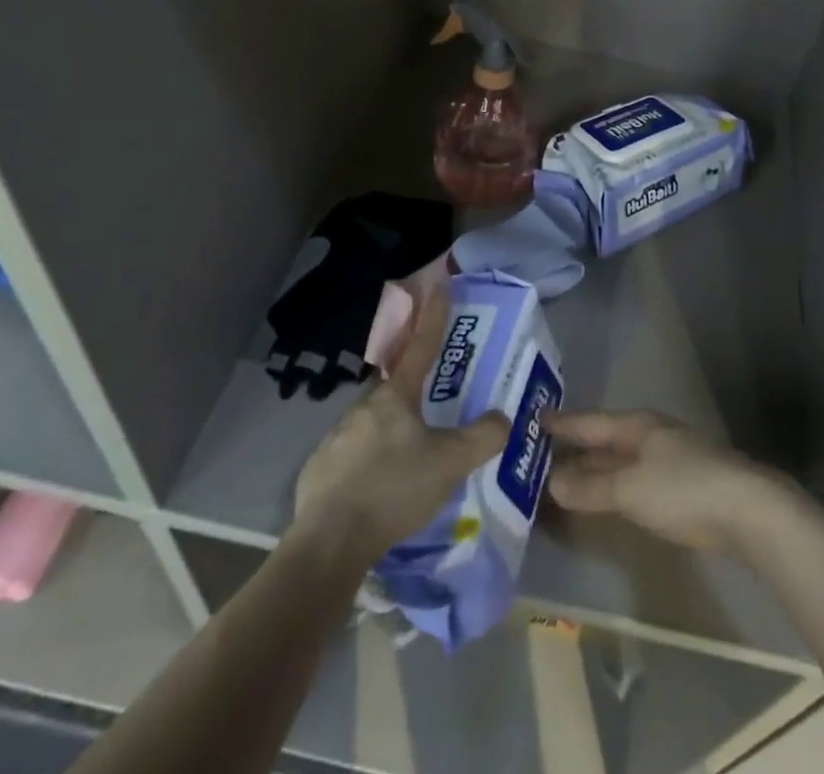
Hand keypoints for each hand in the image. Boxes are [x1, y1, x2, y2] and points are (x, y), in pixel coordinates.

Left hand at [295, 280, 509, 561]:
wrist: (329, 542)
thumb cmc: (394, 489)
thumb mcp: (451, 463)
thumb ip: (483, 437)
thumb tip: (504, 417)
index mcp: (395, 398)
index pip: (421, 346)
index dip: (433, 315)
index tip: (438, 283)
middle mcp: (363, 408)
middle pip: (394, 389)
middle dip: (411, 391)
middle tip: (430, 409)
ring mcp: (336, 439)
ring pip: (371, 425)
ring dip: (390, 433)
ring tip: (406, 463)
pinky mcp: (319, 471)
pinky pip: (351, 457)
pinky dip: (367, 464)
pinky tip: (376, 488)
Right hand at [544, 409, 787, 554]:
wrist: (748, 509)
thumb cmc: (683, 489)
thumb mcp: (630, 489)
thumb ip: (592, 487)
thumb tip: (553, 483)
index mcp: (637, 426)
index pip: (590, 421)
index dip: (563, 422)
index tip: (535, 419)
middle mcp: (651, 434)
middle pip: (606, 439)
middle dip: (576, 446)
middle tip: (541, 452)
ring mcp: (669, 458)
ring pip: (621, 459)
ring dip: (595, 468)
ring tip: (564, 478)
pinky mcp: (683, 484)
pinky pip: (635, 478)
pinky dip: (614, 485)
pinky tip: (607, 498)